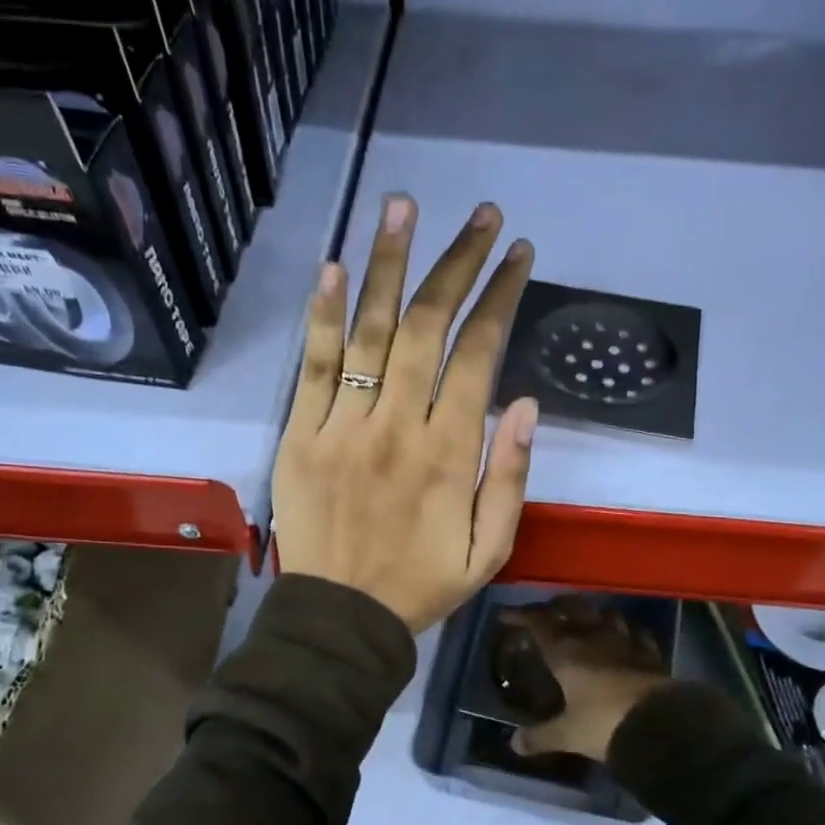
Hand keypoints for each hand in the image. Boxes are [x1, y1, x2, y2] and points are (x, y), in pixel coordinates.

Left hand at [272, 194, 539, 633]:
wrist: (341, 619)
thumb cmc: (422, 585)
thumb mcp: (490, 550)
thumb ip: (509, 477)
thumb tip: (523, 403)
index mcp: (448, 453)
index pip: (477, 354)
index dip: (500, 296)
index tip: (517, 255)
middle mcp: (397, 425)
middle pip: (428, 326)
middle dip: (457, 262)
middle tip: (480, 214)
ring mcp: (343, 426)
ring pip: (369, 331)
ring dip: (388, 264)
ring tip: (403, 205)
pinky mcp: (301, 435)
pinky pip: (313, 366)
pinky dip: (322, 315)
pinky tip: (332, 266)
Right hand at [503, 597, 669, 761]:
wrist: (660, 726)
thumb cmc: (603, 724)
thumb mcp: (567, 734)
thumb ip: (539, 737)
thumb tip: (514, 744)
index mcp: (566, 652)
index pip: (538, 623)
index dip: (520, 616)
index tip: (505, 614)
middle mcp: (594, 638)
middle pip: (573, 608)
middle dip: (557, 606)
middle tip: (547, 611)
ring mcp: (626, 643)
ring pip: (606, 615)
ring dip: (593, 613)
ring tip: (585, 620)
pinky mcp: (650, 654)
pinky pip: (637, 633)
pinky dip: (627, 631)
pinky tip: (626, 636)